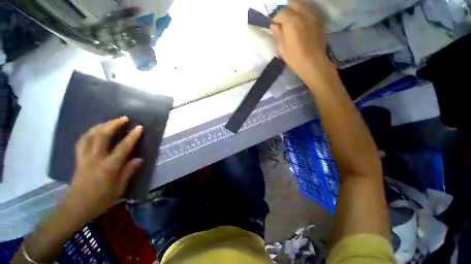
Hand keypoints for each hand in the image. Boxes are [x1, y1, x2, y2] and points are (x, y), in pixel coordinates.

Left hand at [64, 117, 142, 221]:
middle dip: (113, 124)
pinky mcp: (78, 159)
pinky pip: (82, 141)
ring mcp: (84, 158)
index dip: (132, 136)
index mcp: (108, 167)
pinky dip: (89, 133)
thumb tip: (139, 159)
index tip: (139, 127)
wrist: (76, 207)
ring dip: (100, 126)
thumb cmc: (101, 199)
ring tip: (110, 121)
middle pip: (102, 136)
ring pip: (89, 136)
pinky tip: (95, 131)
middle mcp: (95, 159)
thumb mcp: (119, 187)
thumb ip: (129, 171)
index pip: (123, 147)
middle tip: (123, 118)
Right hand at [270, 0, 336, 87]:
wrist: (313, 63)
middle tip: (284, 22)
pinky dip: (303, 15)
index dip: (277, 19)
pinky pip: (309, 12)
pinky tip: (302, 25)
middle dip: (287, 10)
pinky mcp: (319, 22)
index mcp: (292, 22)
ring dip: (295, 11)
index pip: (281, 12)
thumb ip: (278, 34)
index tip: (275, 27)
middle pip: (293, 2)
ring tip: (293, 23)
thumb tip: (274, 25)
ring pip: (302, 5)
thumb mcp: (282, 49)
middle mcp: (303, 15)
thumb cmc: (295, 59)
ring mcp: (313, 17)